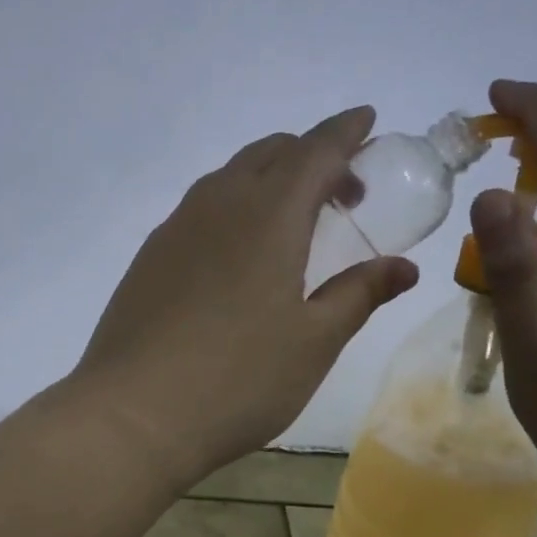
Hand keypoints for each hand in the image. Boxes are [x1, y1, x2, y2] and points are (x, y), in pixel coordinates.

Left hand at [74, 106, 418, 487]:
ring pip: (228, 179)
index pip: (315, 151)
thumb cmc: (238, 380)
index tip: (368, 120)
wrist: (132, 416)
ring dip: (267, 181)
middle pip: (269, 155)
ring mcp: (174, 230)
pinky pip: (199, 210)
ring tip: (292, 222)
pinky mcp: (147, 259)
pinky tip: (237, 255)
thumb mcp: (314, 342)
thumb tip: (403, 267)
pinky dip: (232, 208)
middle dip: (310, 157)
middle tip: (341, 193)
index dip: (346, 132)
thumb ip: (358, 294)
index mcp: (267, 215)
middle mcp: (217, 206)